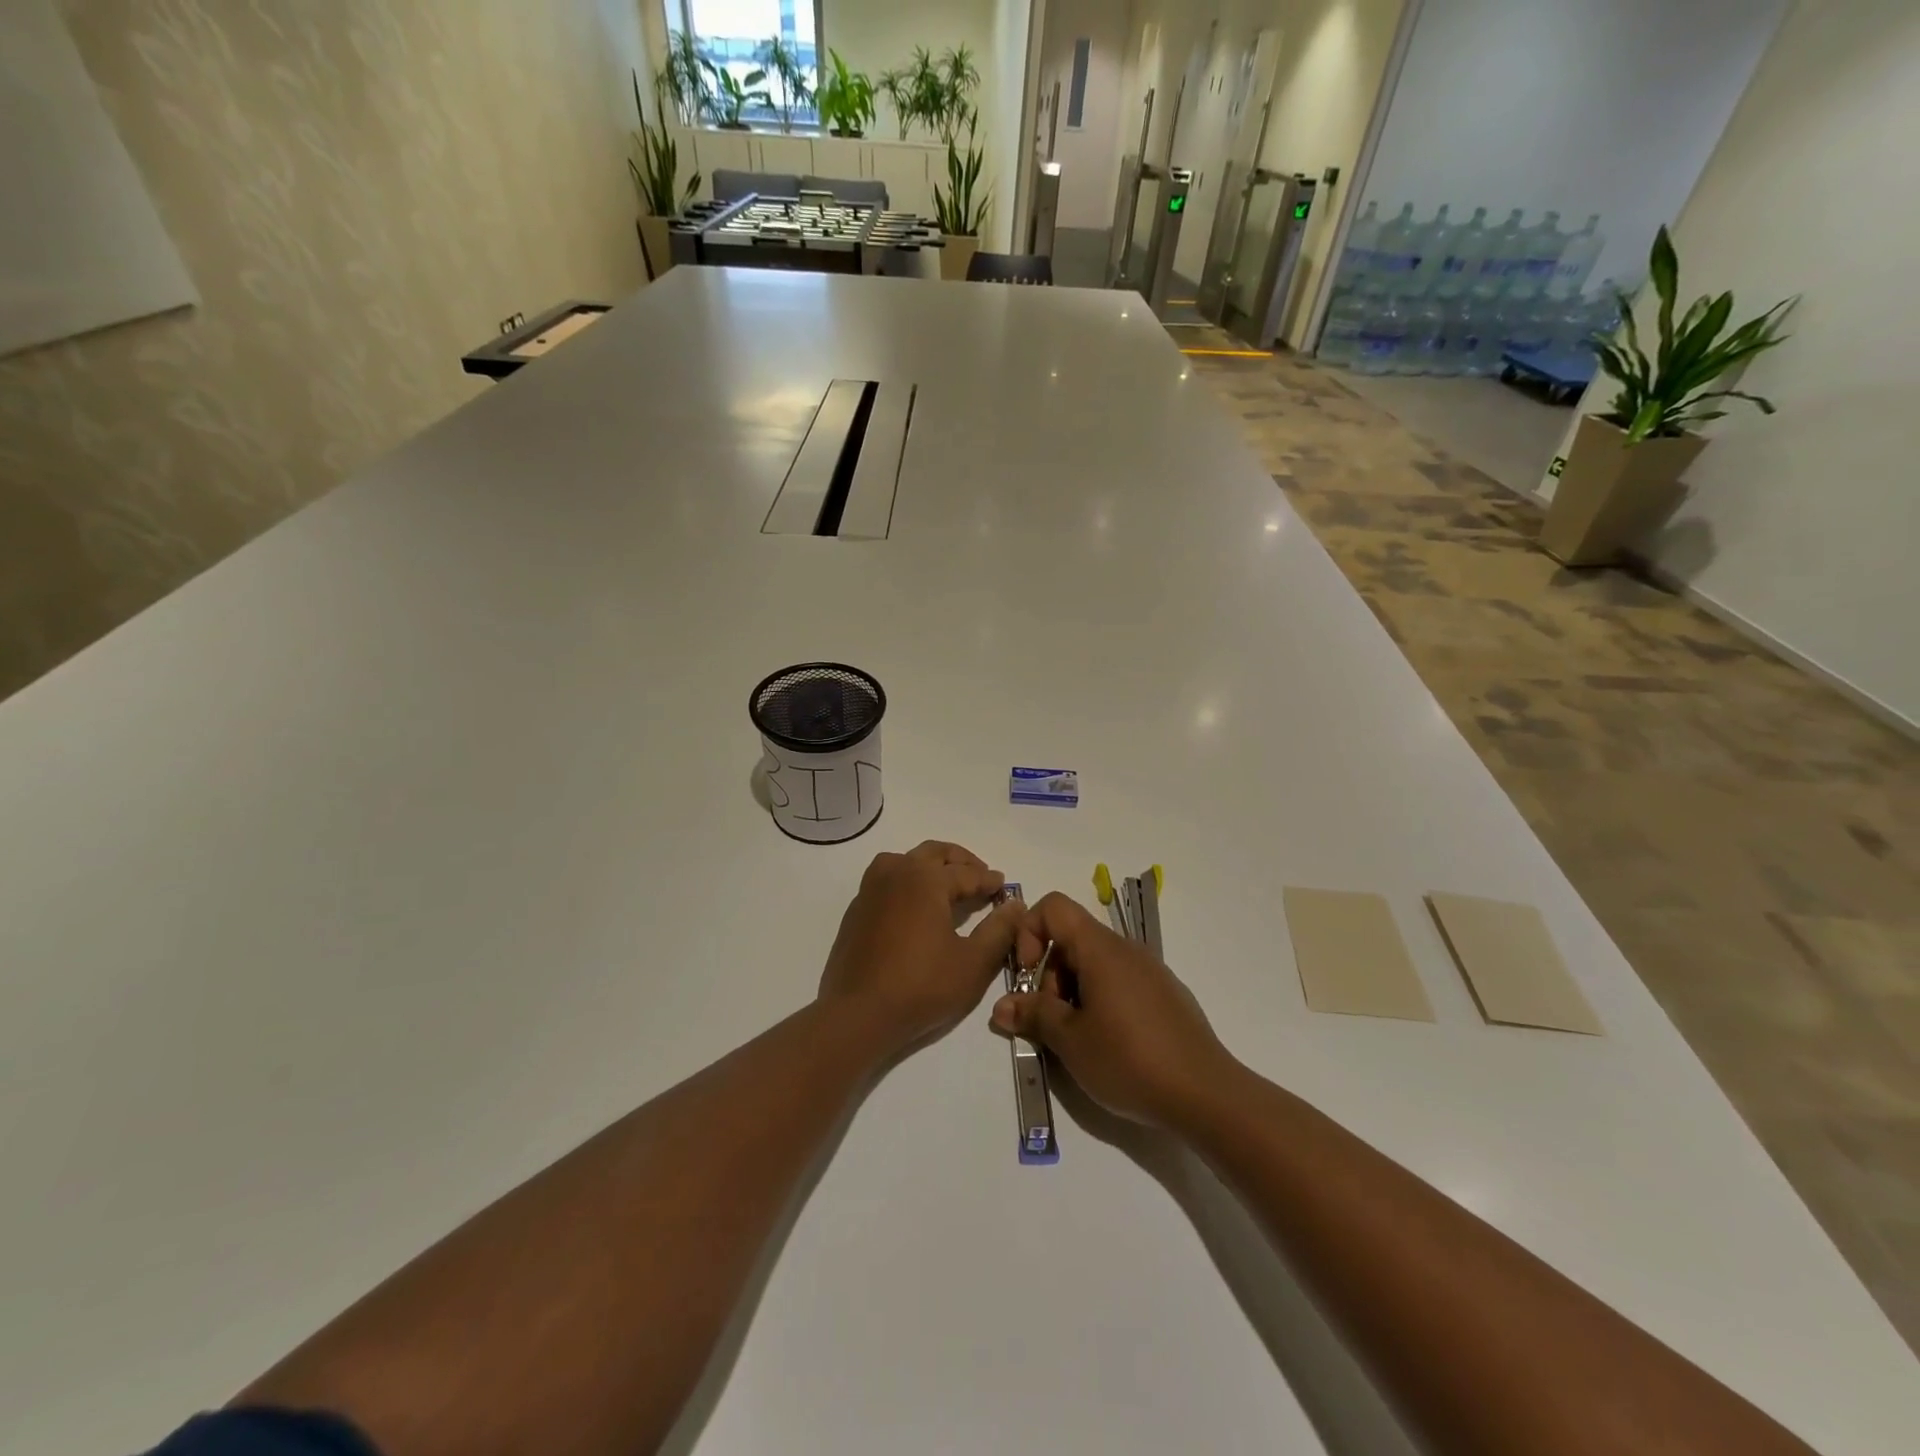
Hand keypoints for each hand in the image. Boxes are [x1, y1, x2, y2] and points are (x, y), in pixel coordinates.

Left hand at [818, 840, 1022, 1058]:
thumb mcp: (973, 963)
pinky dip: (907, 881)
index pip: (967, 873)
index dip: (989, 880)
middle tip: (980, 875)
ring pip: (905, 860)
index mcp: (926, 879)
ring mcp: (871, 889)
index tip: (1004, 887)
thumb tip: (1015, 904)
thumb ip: (999, 930)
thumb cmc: (921, 986)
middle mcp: (897, 872)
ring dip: (930, 864)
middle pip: (934, 854)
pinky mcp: (857, 909)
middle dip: (961, 861)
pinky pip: (887, 880)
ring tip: (947, 884)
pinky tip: (914, 905)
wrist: (858, 1013)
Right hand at [988, 891, 1237, 1127]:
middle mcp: (1126, 950)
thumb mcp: (1071, 1042)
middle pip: (1072, 939)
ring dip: (1072, 992)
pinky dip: (1100, 1001)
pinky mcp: (1164, 995)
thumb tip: (1001, 1007)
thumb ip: (1034, 1016)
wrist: (1207, 1095)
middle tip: (1050, 1022)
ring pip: (1095, 964)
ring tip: (1076, 1039)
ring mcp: (1149, 971)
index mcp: (1101, 949)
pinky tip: (1108, 1044)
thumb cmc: (1130, 1060)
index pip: (1054, 907)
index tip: (1028, 978)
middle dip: (1049, 974)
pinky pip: (1119, 981)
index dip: (1030, 933)